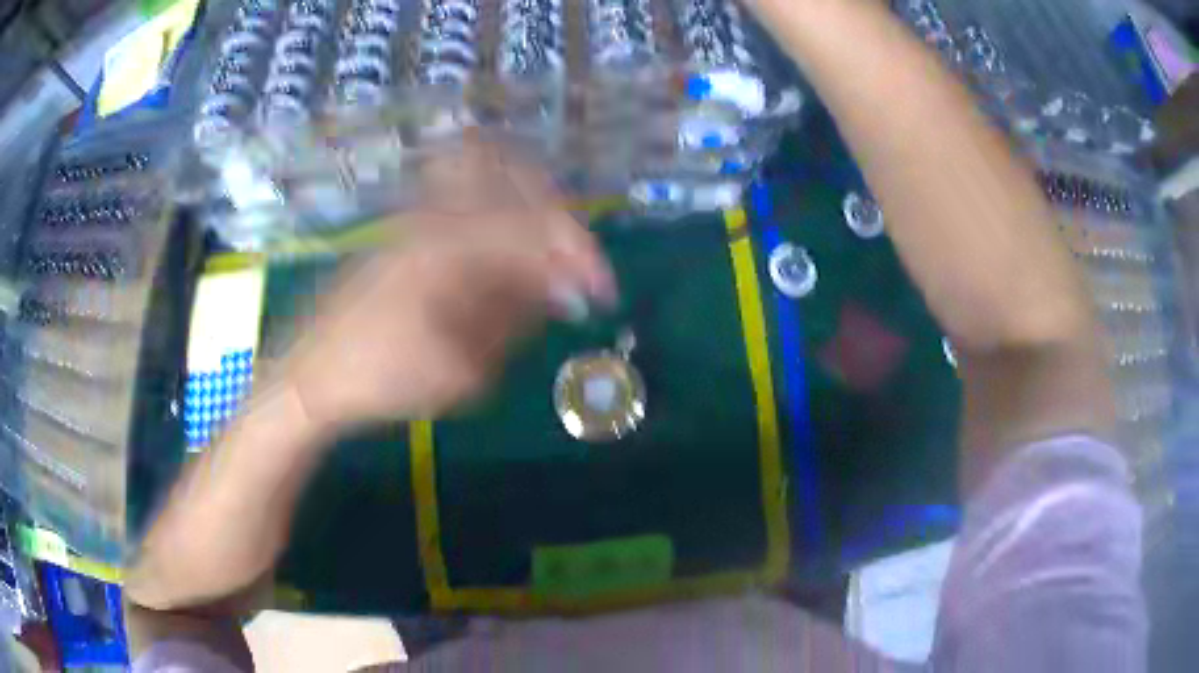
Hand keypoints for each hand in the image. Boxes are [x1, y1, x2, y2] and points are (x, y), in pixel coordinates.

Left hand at [277, 145, 616, 428]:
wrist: (312, 374)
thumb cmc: (382, 378)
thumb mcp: (462, 370)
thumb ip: (515, 320)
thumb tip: (558, 289)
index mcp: (452, 248)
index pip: (538, 229)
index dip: (582, 255)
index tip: (604, 290)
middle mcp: (435, 216)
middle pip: (513, 176)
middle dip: (552, 215)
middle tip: (567, 263)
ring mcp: (415, 217)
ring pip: (486, 182)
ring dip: (522, 216)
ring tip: (532, 271)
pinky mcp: (404, 231)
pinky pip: (462, 205)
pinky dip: (493, 227)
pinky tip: (493, 274)